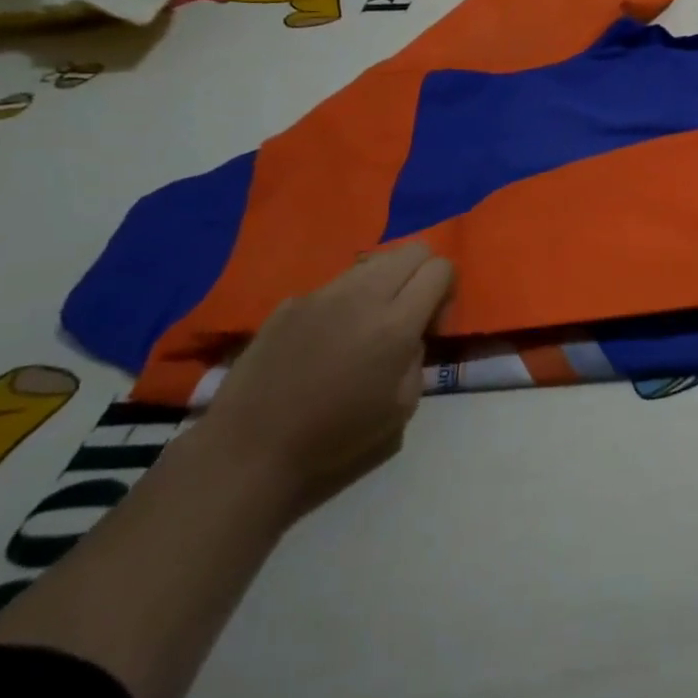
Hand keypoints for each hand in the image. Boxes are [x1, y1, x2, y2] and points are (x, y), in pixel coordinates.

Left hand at [199, 243, 453, 515]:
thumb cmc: (334, 436)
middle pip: (412, 249)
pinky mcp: (292, 301)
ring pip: (374, 260)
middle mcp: (363, 295)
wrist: (251, 448)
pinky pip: (336, 284)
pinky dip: (346, 300)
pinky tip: (327, 338)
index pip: (440, 267)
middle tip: (409, 313)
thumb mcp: (402, 407)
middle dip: (421, 274)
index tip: (431, 325)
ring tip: (368, 322)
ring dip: (385, 282)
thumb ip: (418, 357)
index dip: (446, 291)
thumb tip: (412, 333)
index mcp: (396, 323)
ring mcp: (323, 293)